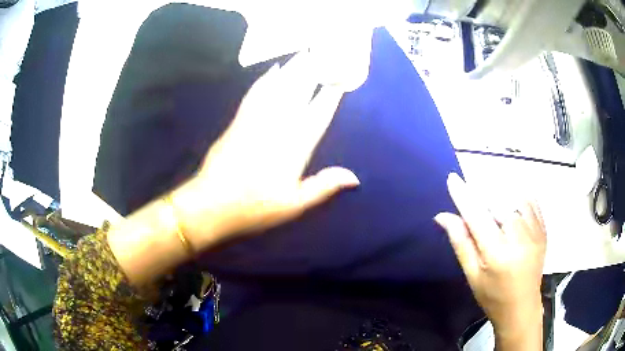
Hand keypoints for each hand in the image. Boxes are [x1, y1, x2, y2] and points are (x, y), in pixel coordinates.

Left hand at [173, 52, 359, 249]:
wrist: (211, 203)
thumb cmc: (254, 207)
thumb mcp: (293, 205)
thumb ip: (323, 187)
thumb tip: (355, 177)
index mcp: (295, 147)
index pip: (318, 114)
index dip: (331, 95)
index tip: (340, 78)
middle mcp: (277, 127)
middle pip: (298, 93)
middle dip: (311, 71)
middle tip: (322, 52)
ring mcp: (256, 121)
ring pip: (277, 88)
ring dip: (292, 69)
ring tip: (303, 53)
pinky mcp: (238, 121)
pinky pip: (255, 94)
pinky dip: (265, 80)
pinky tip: (271, 71)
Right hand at [434, 173, 545, 347]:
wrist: (522, 308)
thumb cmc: (492, 296)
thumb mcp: (472, 275)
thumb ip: (461, 243)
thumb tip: (443, 216)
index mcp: (497, 254)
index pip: (477, 216)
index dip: (463, 196)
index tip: (452, 179)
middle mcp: (519, 239)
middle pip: (499, 202)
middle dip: (483, 195)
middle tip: (474, 198)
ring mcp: (535, 233)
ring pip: (516, 199)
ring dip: (501, 195)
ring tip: (493, 203)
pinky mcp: (543, 231)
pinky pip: (532, 203)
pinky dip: (520, 197)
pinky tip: (512, 203)